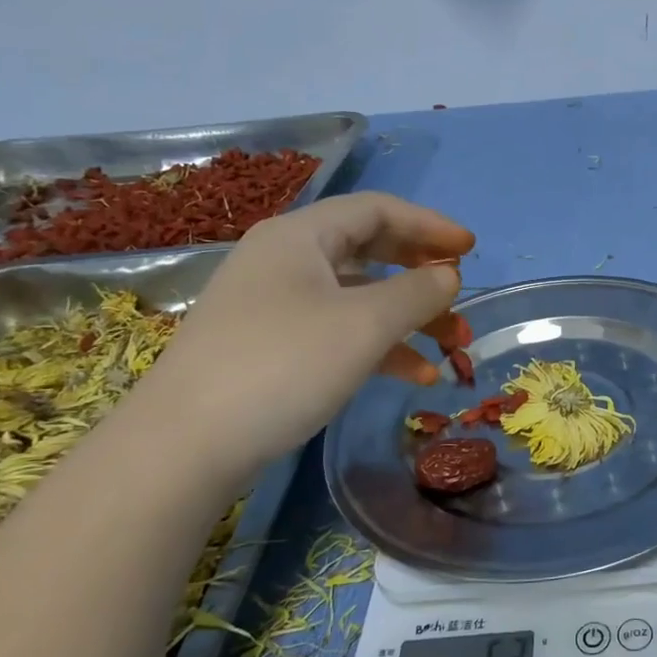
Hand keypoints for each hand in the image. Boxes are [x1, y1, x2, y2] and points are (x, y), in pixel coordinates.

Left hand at [128, 192, 474, 480]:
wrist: (183, 446)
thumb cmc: (283, 365)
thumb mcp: (364, 324)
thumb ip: (417, 292)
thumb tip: (449, 275)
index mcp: (300, 236)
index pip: (378, 210)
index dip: (430, 225)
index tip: (472, 250)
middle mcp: (284, 260)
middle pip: (369, 251)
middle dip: (422, 275)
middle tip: (460, 297)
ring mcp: (273, 306)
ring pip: (357, 297)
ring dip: (408, 318)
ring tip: (452, 347)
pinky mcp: (269, 348)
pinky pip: (337, 332)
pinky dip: (379, 347)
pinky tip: (414, 376)